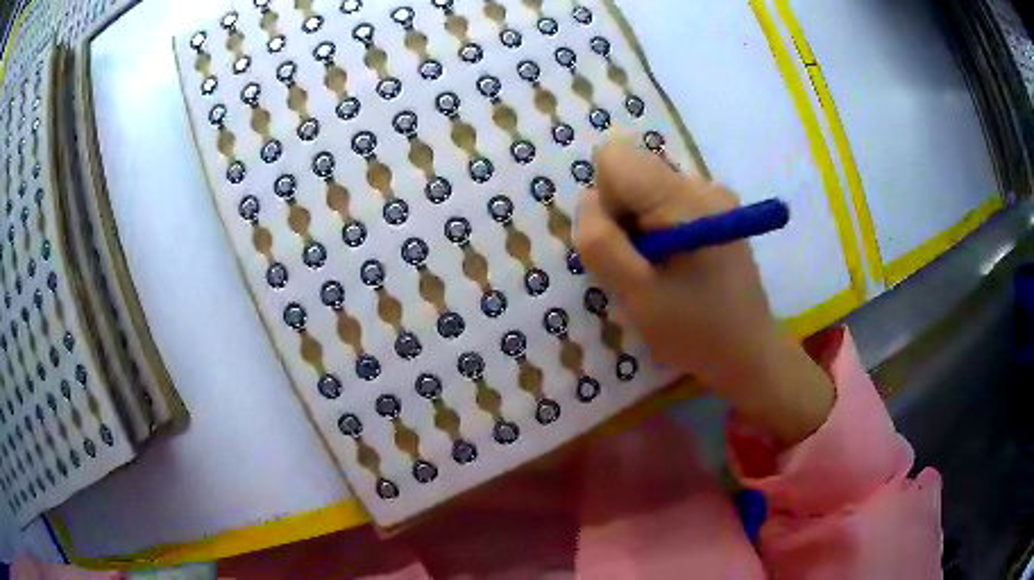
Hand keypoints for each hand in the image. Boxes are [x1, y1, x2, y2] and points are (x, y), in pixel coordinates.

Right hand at [576, 139, 834, 446]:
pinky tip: (676, 265)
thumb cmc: (694, 330)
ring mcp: (714, 197)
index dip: (606, 199)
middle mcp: (702, 185)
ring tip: (661, 271)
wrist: (748, 352)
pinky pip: (666, 203)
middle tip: (641, 266)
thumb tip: (590, 201)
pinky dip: (657, 230)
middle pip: (632, 173)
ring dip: (639, 227)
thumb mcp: (636, 295)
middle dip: (622, 217)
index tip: (623, 242)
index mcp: (685, 199)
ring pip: (646, 190)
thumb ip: (602, 243)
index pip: (616, 158)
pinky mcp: (717, 211)